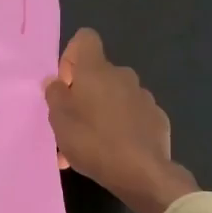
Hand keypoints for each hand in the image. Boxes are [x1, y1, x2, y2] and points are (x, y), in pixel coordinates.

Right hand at [44, 29, 196, 212]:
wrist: (142, 173)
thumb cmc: (93, 141)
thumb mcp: (59, 120)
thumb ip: (54, 95)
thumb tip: (55, 81)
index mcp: (96, 70)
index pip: (84, 39)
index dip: (71, 56)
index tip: (65, 84)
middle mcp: (123, 76)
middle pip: (98, 74)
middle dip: (83, 94)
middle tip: (71, 124)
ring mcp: (144, 97)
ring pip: (114, 98)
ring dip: (101, 113)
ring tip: (89, 146)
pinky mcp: (157, 118)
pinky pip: (132, 115)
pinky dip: (121, 127)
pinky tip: (114, 153)